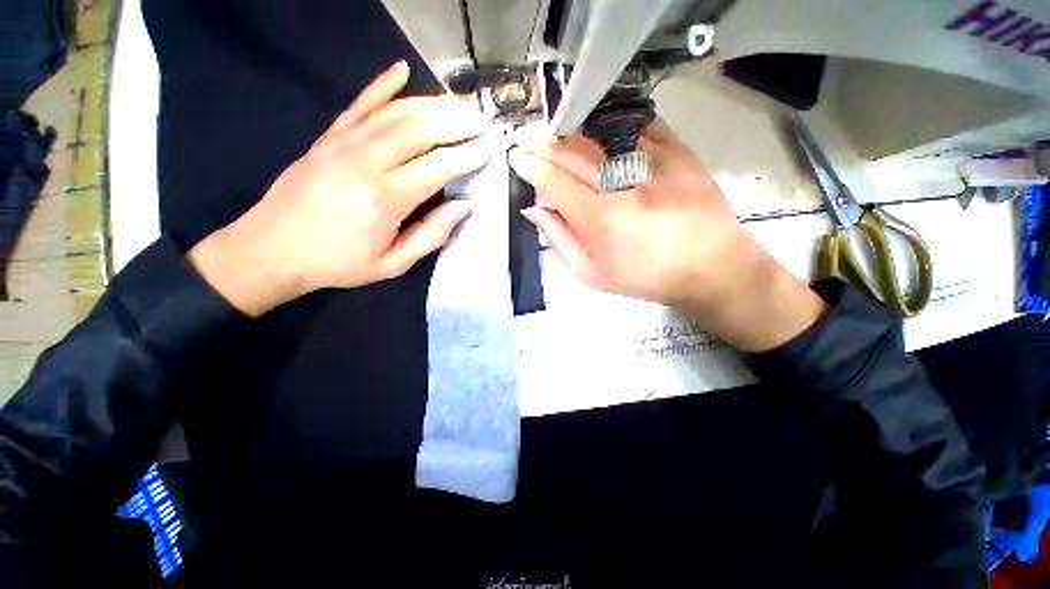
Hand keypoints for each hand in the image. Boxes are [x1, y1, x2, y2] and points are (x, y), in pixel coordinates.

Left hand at [188, 61, 492, 316]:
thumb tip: (463, 207)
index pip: (439, 165)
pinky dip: (382, 85)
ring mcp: (344, 143)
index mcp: (387, 198)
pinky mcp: (328, 137)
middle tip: (481, 123)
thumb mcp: (392, 263)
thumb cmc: (338, 263)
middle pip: (421, 129)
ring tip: (459, 106)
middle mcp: (367, 162)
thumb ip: (431, 235)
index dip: (469, 155)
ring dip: (432, 105)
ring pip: (396, 112)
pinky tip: (401, 70)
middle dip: (458, 123)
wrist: (270, 250)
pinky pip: (359, 104)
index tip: (489, 148)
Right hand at [509, 121, 825, 351]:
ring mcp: (652, 161)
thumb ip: (558, 238)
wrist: (708, 265)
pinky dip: (611, 125)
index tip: (518, 158)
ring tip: (560, 136)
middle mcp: (622, 184)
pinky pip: (636, 124)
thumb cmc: (643, 276)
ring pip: (600, 132)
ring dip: (573, 132)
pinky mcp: (677, 149)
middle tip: (531, 140)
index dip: (530, 165)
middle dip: (545, 143)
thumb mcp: (590, 272)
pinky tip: (601, 133)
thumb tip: (534, 209)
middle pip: (572, 151)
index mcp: (598, 218)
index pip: (553, 180)